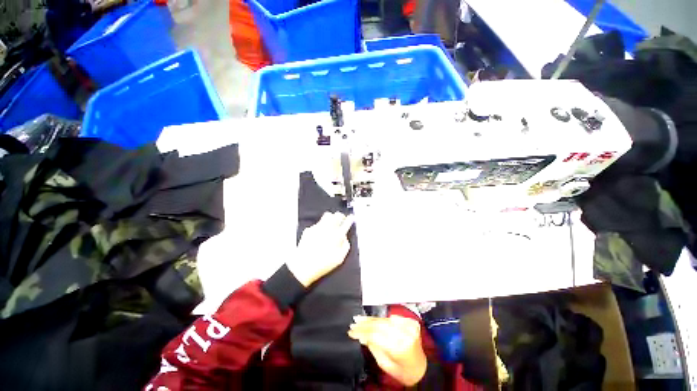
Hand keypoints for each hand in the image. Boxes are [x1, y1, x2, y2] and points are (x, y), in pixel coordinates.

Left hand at [287, 212, 353, 286]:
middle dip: (340, 216)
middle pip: (337, 215)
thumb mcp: (339, 259)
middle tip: (341, 220)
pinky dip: (320, 226)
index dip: (350, 219)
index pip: (346, 223)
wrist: (302, 266)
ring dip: (331, 218)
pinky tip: (319, 234)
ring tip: (331, 224)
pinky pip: (317, 224)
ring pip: (327, 216)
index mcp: (337, 236)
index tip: (351, 218)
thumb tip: (345, 239)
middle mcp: (328, 229)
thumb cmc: (322, 264)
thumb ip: (345, 247)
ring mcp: (317, 227)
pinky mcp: (309, 229)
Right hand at [348, 315, 427, 385]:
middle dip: (365, 323)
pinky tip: (376, 320)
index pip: (376, 334)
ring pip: (386, 319)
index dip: (362, 331)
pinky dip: (384, 319)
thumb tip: (362, 335)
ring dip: (372, 319)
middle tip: (354, 322)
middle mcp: (406, 334)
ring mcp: (410, 327)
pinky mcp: (412, 322)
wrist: (421, 369)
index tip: (352, 331)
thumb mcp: (385, 364)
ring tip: (361, 319)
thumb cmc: (403, 371)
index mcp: (400, 348)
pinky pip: (393, 318)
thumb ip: (374, 348)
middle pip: (380, 324)